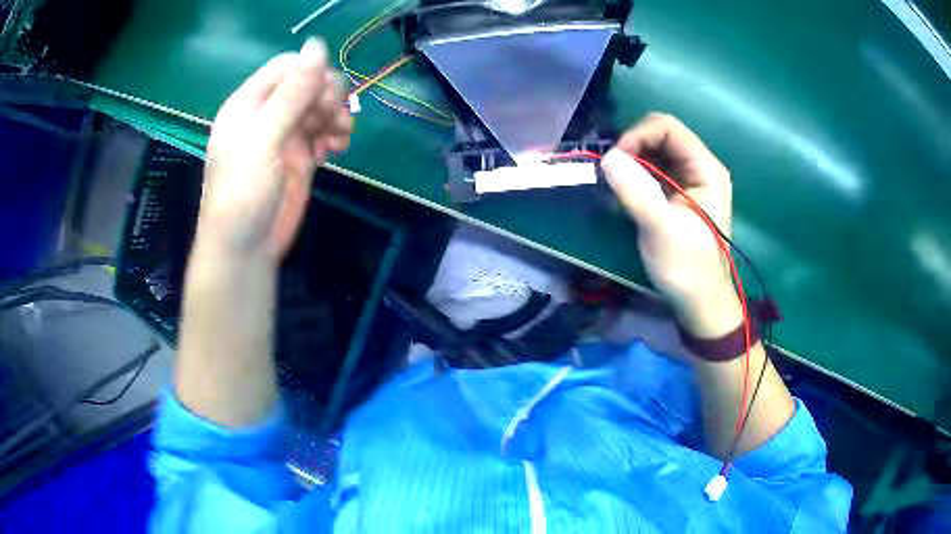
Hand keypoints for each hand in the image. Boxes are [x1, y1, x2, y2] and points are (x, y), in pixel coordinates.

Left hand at [197, 38, 352, 260]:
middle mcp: (267, 114)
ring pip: (319, 107)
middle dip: (327, 95)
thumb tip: (318, 44)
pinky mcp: (300, 156)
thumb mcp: (264, 139)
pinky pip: (324, 132)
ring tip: (340, 136)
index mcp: (249, 103)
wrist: (245, 249)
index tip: (325, 94)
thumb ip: (291, 93)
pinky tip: (337, 148)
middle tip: (334, 118)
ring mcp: (285, 136)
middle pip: (308, 84)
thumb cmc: (243, 192)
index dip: (311, 73)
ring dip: (336, 115)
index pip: (287, 67)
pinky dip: (335, 135)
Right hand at [602, 113, 740, 338]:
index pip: (668, 127)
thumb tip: (607, 157)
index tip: (616, 161)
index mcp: (706, 169)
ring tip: (614, 186)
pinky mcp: (678, 196)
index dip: (638, 135)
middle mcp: (700, 168)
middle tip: (612, 174)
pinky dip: (634, 178)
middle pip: (660, 136)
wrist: (700, 303)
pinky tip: (623, 196)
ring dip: (630, 163)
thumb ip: (637, 191)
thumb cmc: (687, 268)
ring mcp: (690, 181)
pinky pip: (653, 172)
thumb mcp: (661, 230)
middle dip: (632, 148)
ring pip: (654, 153)